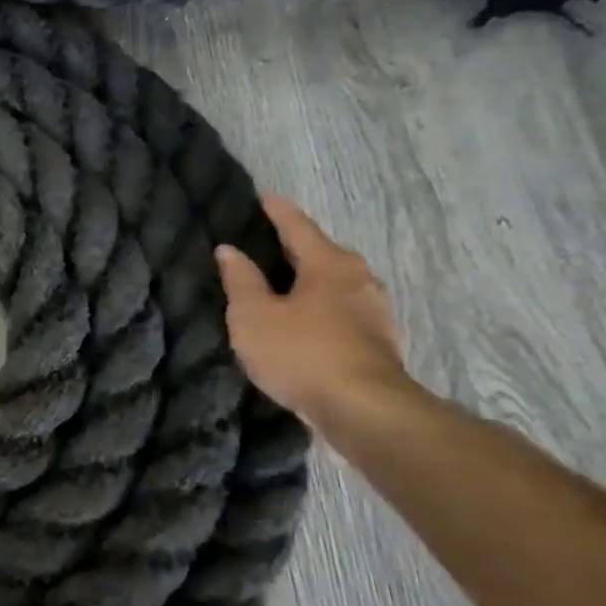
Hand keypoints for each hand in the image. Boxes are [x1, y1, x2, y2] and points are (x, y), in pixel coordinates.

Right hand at [214, 193, 410, 430]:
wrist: (362, 409)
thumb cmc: (301, 352)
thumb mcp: (253, 316)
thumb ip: (240, 281)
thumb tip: (229, 250)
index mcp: (328, 264)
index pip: (298, 227)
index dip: (277, 212)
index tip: (264, 196)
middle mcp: (357, 279)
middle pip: (322, 253)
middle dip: (296, 246)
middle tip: (267, 241)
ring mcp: (373, 311)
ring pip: (334, 283)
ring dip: (309, 279)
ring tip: (283, 282)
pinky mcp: (376, 341)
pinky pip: (340, 310)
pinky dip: (319, 307)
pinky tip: (304, 319)